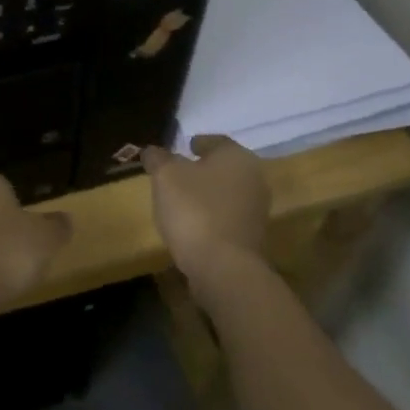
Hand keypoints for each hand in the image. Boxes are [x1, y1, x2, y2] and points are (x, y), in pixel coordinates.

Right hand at [142, 136, 269, 287]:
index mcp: (237, 156)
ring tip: (181, 200)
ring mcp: (256, 211)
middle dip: (202, 169)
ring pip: (226, 193)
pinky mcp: (253, 238)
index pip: (216, 141)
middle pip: (224, 168)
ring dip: (207, 194)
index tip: (183, 147)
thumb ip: (158, 158)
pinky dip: (211, 216)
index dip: (197, 143)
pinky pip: (227, 217)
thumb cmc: (194, 209)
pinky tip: (192, 224)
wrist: (224, 268)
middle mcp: (254, 179)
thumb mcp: (165, 176)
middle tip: (178, 173)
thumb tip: (152, 151)